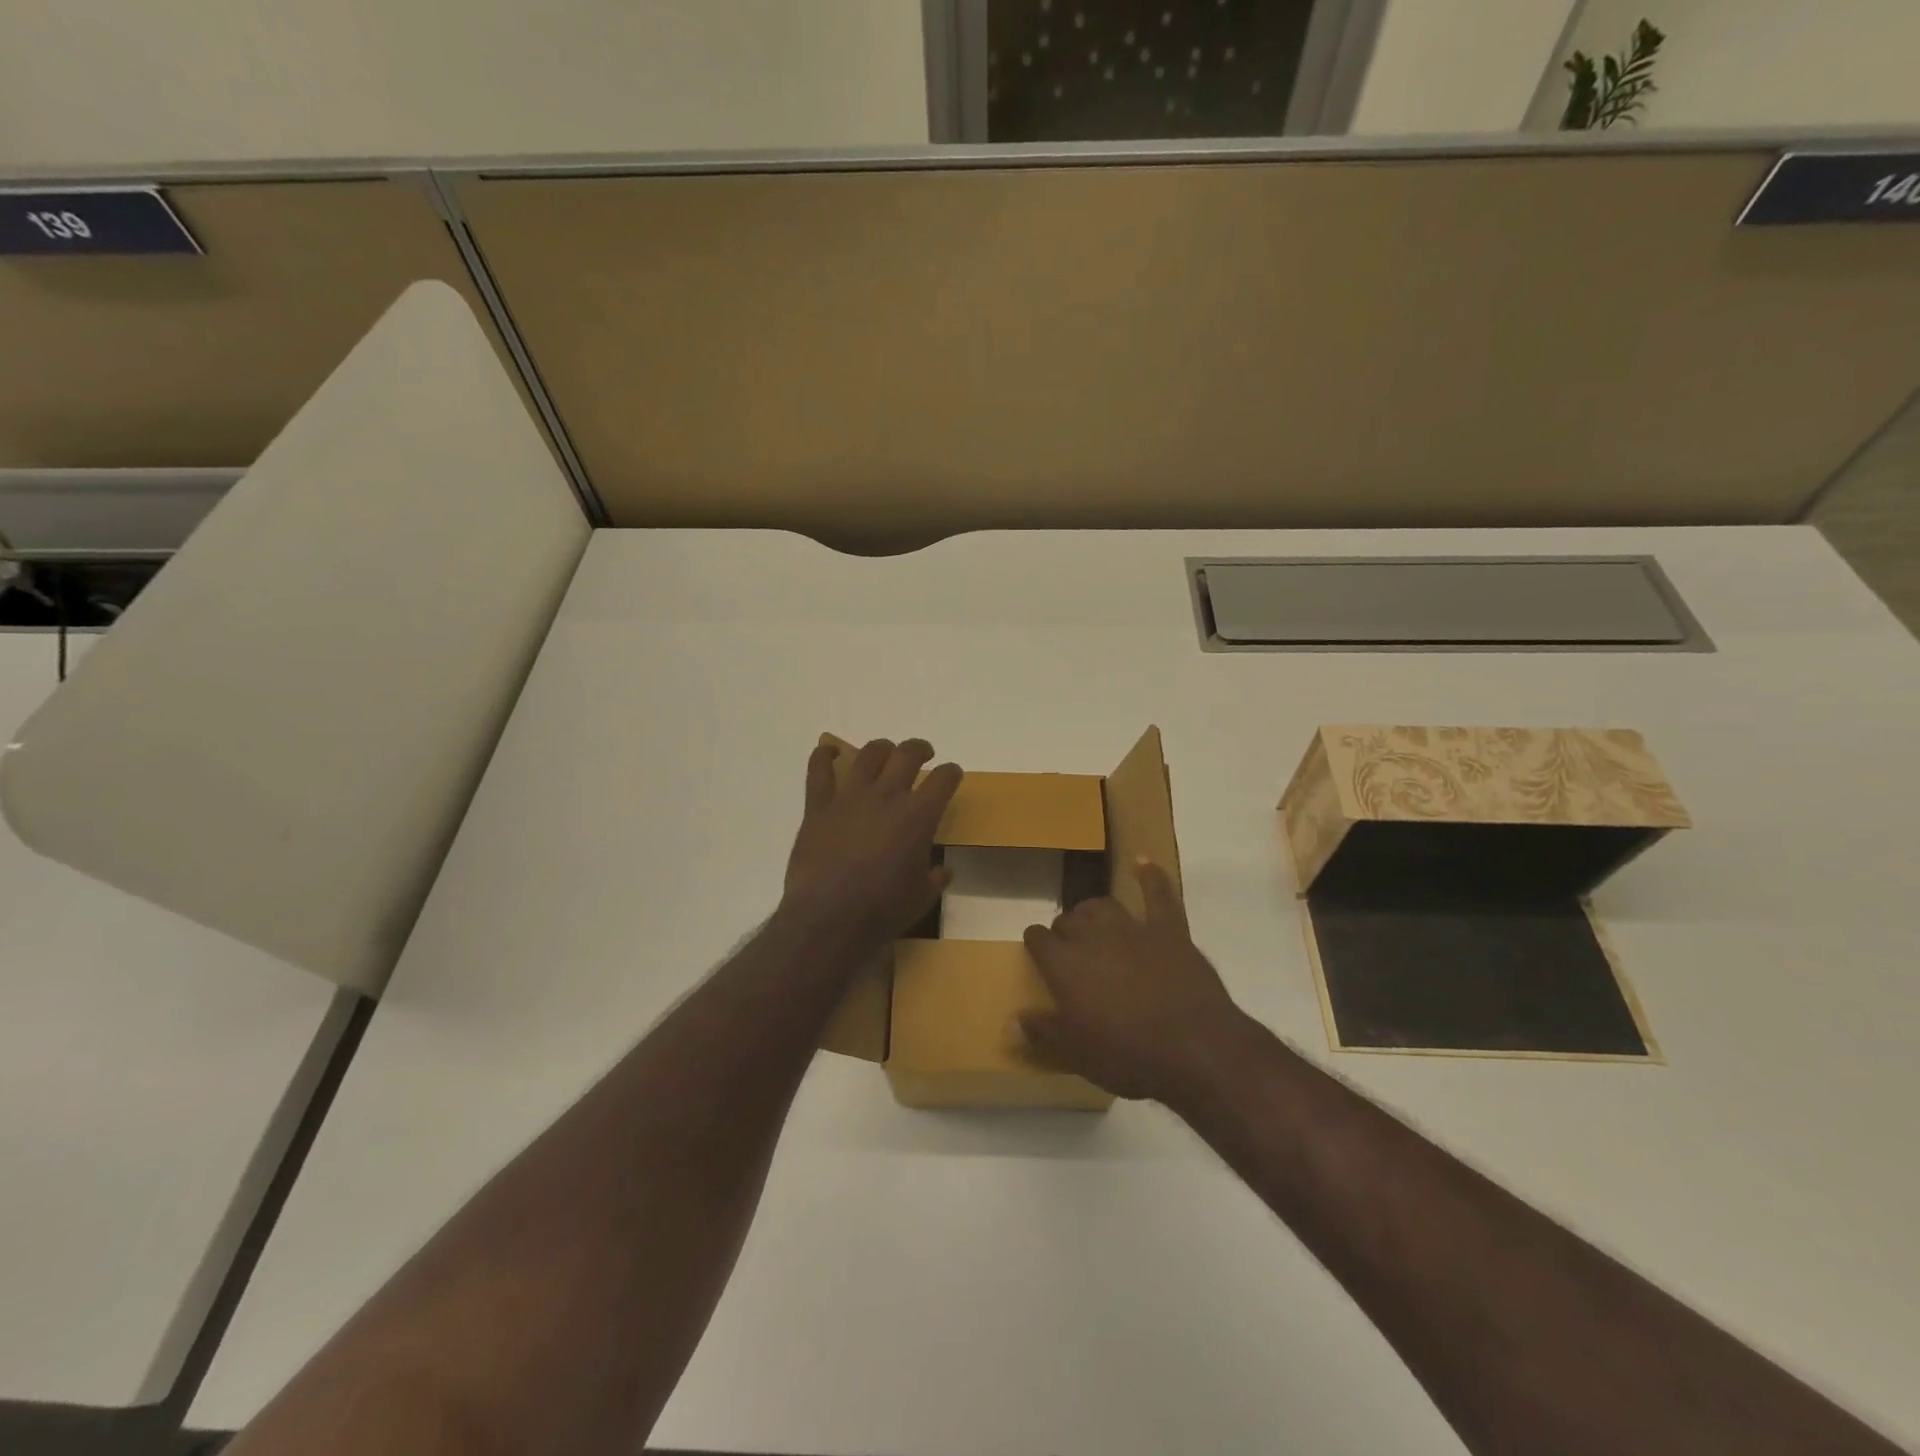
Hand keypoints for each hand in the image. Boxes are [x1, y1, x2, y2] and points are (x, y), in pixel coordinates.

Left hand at [782, 738, 962, 951]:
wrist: (830, 918)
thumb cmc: (883, 910)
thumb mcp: (922, 897)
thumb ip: (935, 878)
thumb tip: (942, 871)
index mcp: (918, 817)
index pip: (943, 779)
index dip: (951, 772)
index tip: (951, 774)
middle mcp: (886, 797)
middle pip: (907, 754)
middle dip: (919, 749)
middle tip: (922, 754)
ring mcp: (850, 797)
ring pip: (869, 755)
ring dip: (881, 748)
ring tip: (885, 753)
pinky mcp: (818, 806)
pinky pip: (819, 771)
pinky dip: (824, 756)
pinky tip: (829, 752)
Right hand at [1020, 862, 1251, 1106]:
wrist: (1193, 1046)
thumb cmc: (1127, 1055)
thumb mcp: (1076, 1054)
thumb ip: (1042, 1033)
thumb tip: (1010, 1022)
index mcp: (1064, 964)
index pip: (1037, 938)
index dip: (1036, 944)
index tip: (1037, 953)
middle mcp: (1093, 936)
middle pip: (1069, 919)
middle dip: (1065, 930)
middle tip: (1070, 951)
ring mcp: (1133, 928)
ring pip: (1103, 905)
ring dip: (1094, 911)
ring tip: (1093, 922)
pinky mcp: (1169, 930)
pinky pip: (1159, 895)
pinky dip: (1151, 877)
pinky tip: (1143, 862)